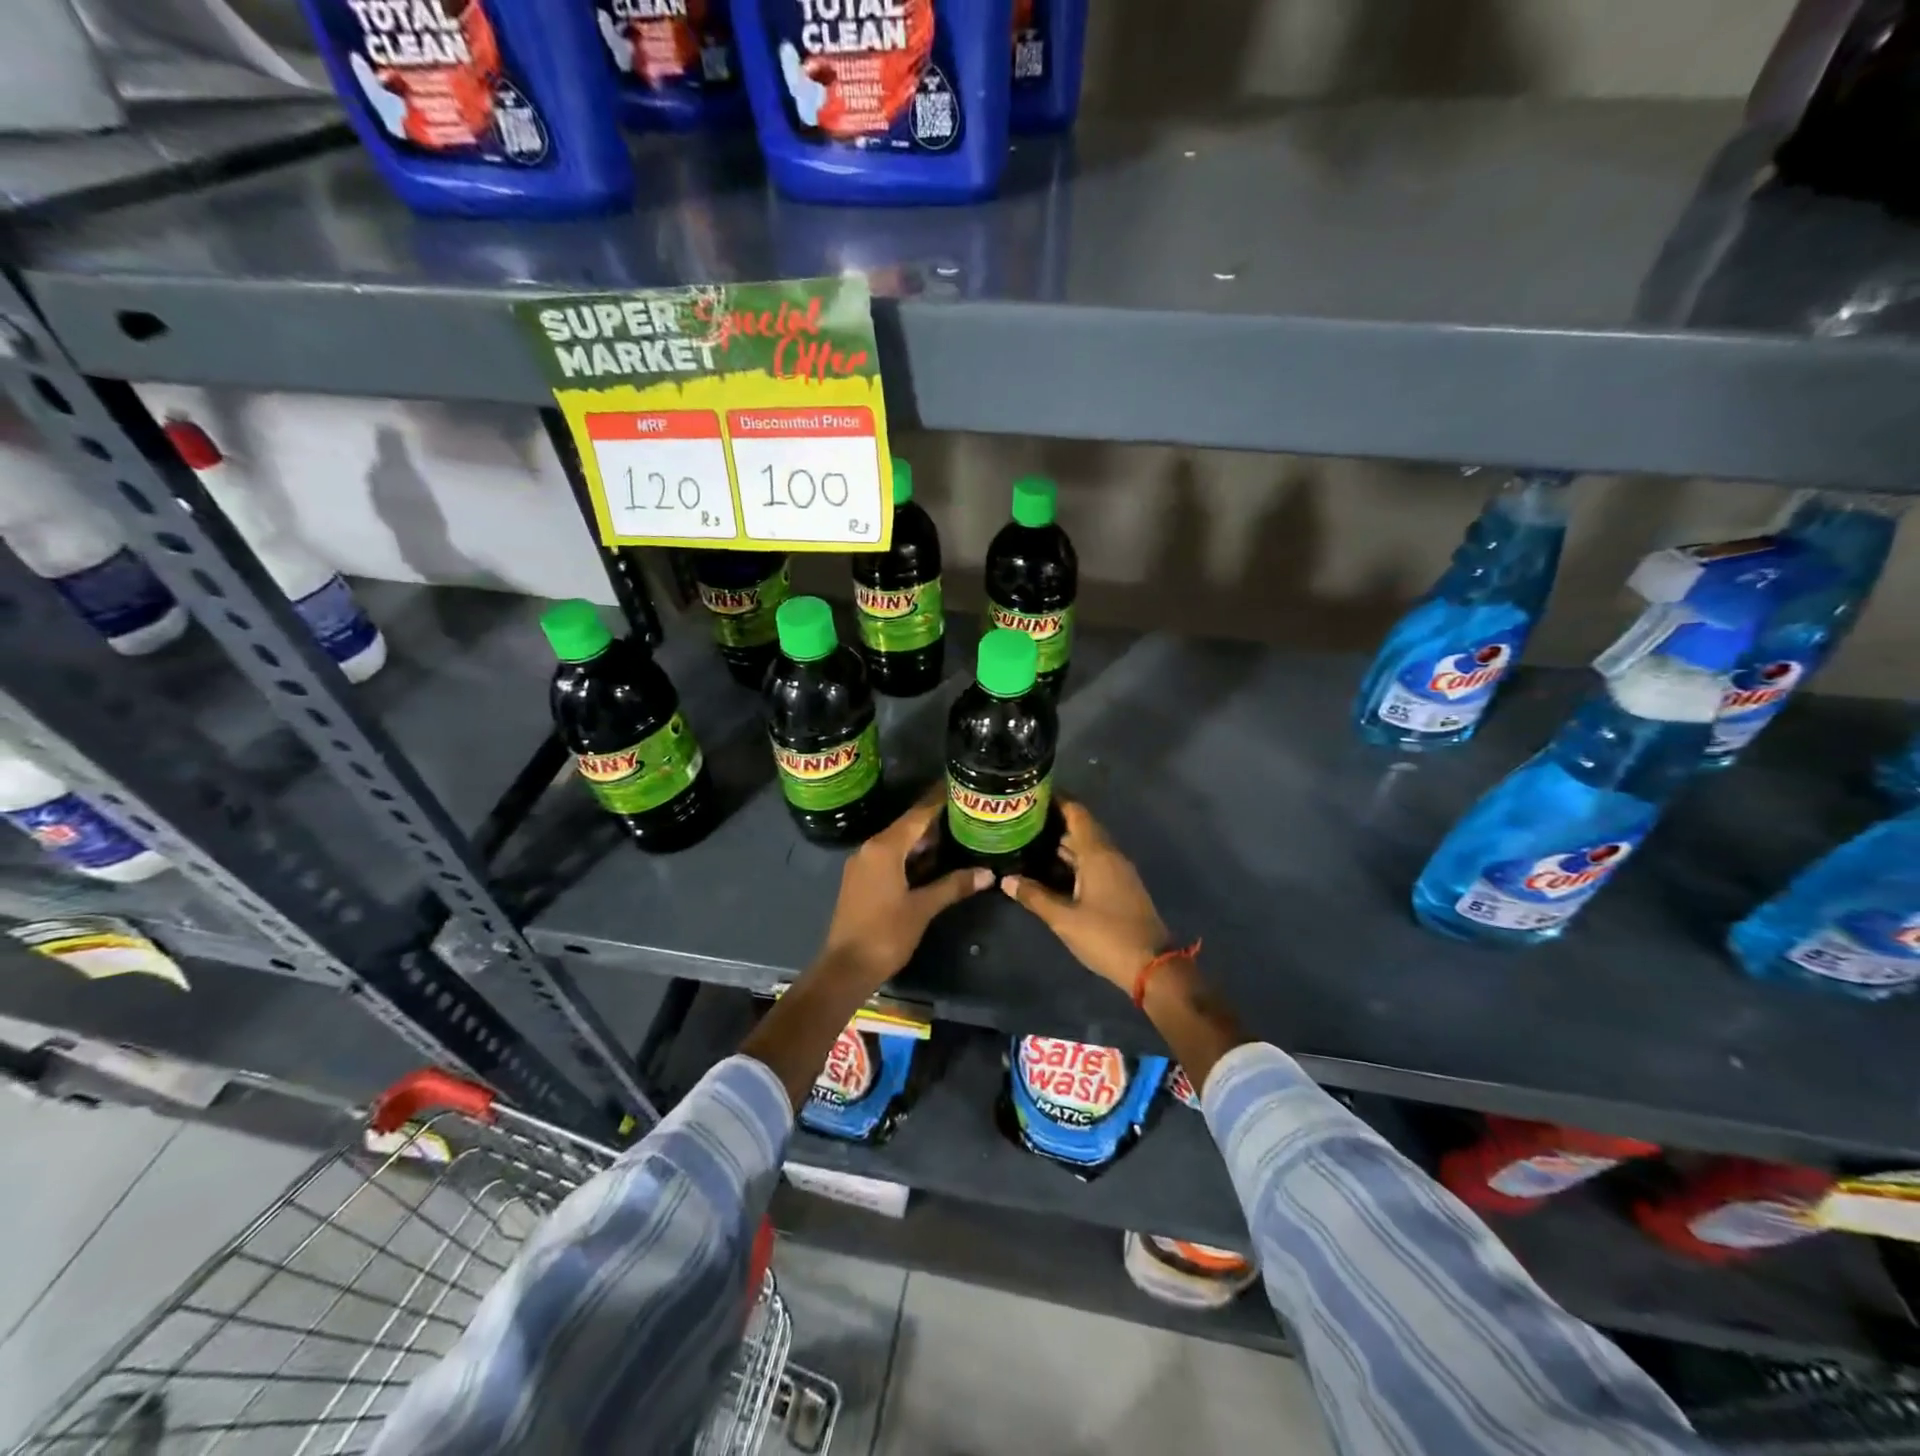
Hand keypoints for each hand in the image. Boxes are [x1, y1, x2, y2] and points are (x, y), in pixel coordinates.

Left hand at [818, 791, 992, 992]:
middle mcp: (870, 848)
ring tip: (957, 833)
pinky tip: (933, 861)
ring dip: (924, 840)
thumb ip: (954, 885)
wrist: (846, 967)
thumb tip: (988, 873)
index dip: (939, 800)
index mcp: (884, 848)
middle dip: (936, 820)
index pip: (917, 815)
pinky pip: (890, 857)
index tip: (959, 786)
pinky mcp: (861, 880)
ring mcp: (863, 864)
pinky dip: (911, 855)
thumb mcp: (923, 908)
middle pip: (908, 826)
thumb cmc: (885, 934)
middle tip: (967, 812)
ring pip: (899, 842)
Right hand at [1001, 800, 1167, 991]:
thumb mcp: (1064, 919)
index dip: (1057, 799)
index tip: (1032, 793)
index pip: (1077, 813)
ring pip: (1086, 847)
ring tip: (1028, 840)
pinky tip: (1050, 869)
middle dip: (1053, 822)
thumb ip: (1035, 896)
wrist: (1151, 966)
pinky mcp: (1119, 887)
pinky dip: (1071, 860)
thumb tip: (1006, 880)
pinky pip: (1092, 863)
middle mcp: (1109, 855)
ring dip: (1061, 843)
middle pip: (1081, 828)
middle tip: (1020, 819)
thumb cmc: (1106, 937)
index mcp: (1098, 854)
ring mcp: (1117, 871)